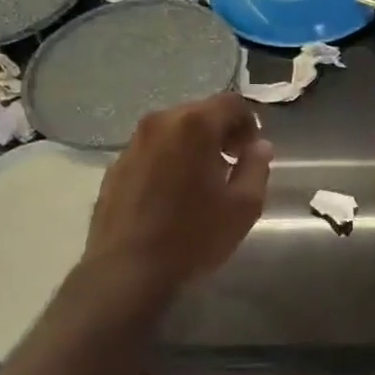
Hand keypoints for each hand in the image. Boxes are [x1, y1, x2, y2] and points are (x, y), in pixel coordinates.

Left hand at [84, 92, 272, 300]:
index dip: (249, 124)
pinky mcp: (115, 167)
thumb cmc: (194, 236)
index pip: (232, 103)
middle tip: (230, 167)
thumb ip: (256, 167)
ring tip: (200, 184)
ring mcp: (133, 144)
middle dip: (220, 133)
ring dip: (192, 147)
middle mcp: (159, 123)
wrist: (127, 270)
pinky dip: (167, 162)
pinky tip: (171, 197)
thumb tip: (259, 147)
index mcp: (194, 125)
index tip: (251, 153)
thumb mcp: (243, 206)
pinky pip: (151, 152)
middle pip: (199, 113)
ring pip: (172, 132)